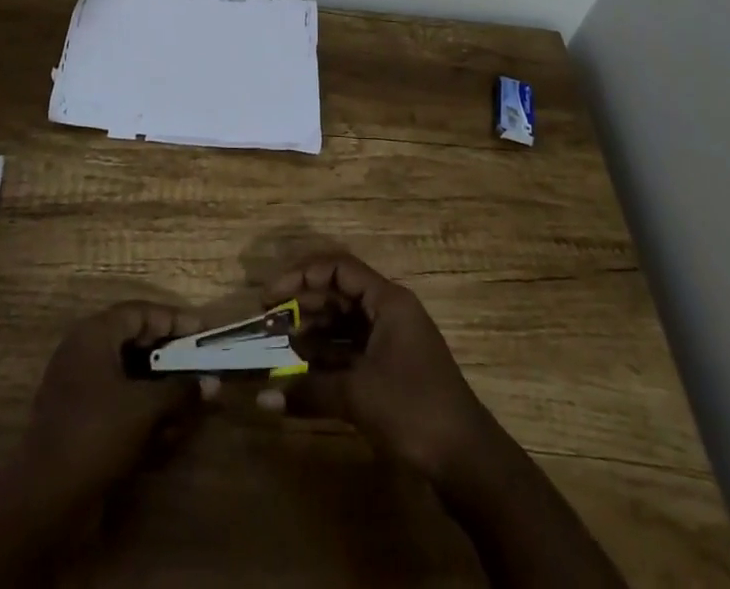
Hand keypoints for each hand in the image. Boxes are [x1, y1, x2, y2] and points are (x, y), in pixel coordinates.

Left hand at [16, 301, 207, 504]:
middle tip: (200, 367)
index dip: (175, 320)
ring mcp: (79, 388)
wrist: (43, 503)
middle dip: (170, 359)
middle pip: (136, 343)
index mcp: (94, 335)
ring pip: (130, 377)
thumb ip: (180, 390)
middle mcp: (84, 353)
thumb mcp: (144, 408)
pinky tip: (167, 435)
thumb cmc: (95, 435)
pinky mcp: (80, 421)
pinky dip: (143, 413)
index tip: (204, 332)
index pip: (141, 312)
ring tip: (189, 407)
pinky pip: (119, 404)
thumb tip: (212, 383)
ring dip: (161, 391)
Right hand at [261, 253, 493, 481]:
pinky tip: (302, 367)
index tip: (271, 294)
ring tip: (279, 342)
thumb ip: (308, 391)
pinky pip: (352, 349)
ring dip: (313, 329)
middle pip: (340, 293)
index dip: (302, 275)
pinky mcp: (392, 369)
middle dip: (303, 303)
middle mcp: (390, 311)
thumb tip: (262, 399)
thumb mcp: (358, 396)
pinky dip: (327, 354)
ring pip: (344, 322)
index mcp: (388, 300)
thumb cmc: (413, 409)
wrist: (467, 461)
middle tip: (268, 320)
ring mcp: (392, 341)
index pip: (339, 268)